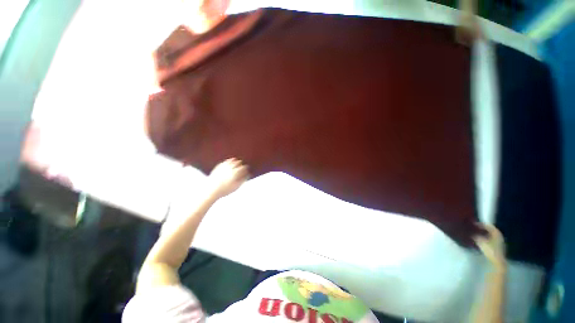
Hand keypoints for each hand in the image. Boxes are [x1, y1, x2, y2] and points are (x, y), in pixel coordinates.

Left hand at [208, 158, 248, 197]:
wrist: (211, 191)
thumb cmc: (225, 190)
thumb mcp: (236, 186)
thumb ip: (243, 180)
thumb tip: (248, 175)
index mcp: (235, 172)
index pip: (243, 167)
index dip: (246, 168)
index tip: (247, 168)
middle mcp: (229, 168)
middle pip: (236, 163)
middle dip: (240, 163)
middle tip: (242, 163)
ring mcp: (222, 168)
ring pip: (229, 161)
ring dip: (233, 160)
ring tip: (235, 159)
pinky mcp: (216, 169)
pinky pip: (222, 163)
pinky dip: (225, 161)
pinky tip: (226, 162)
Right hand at [474, 223, 505, 269]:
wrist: (497, 262)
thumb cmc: (490, 250)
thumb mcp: (481, 242)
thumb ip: (476, 236)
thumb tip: (470, 232)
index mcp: (496, 233)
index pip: (488, 226)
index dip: (481, 224)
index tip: (473, 224)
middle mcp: (499, 235)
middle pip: (491, 230)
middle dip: (483, 228)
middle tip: (475, 228)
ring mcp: (500, 241)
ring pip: (491, 234)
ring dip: (484, 233)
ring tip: (477, 233)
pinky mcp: (498, 246)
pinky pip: (492, 239)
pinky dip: (486, 237)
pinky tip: (481, 239)